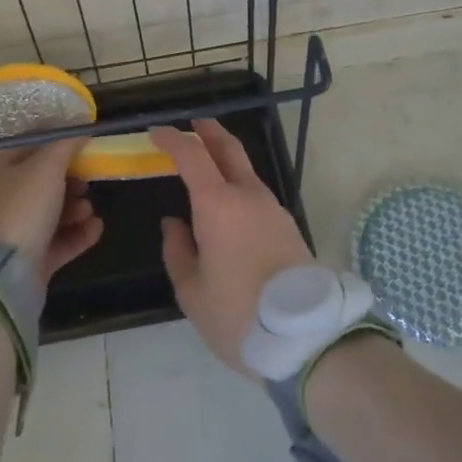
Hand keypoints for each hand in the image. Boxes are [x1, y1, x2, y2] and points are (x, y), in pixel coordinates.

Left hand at [0, 137, 103, 285]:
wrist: (0, 276)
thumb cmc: (21, 207)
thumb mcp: (46, 166)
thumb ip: (65, 146)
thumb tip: (80, 131)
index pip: (27, 147)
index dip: (55, 142)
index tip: (83, 144)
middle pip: (39, 183)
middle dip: (69, 180)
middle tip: (87, 181)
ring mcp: (11, 234)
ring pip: (49, 214)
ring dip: (74, 208)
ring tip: (89, 209)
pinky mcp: (25, 262)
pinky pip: (56, 243)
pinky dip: (77, 234)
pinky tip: (96, 228)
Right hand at [152, 119, 313, 375]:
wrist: (305, 337)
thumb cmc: (237, 313)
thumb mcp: (192, 291)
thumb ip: (178, 250)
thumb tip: (175, 223)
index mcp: (218, 204)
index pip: (192, 155)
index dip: (172, 139)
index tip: (155, 132)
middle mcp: (248, 195)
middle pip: (228, 148)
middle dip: (208, 131)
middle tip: (192, 124)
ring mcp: (272, 208)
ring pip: (246, 170)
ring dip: (225, 158)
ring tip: (206, 165)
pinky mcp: (287, 225)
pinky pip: (256, 192)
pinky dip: (238, 183)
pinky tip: (229, 204)